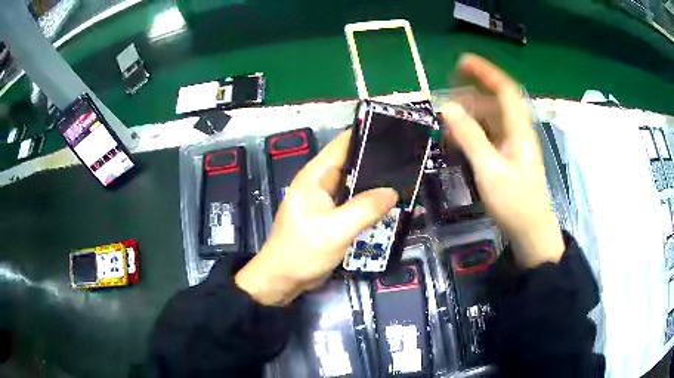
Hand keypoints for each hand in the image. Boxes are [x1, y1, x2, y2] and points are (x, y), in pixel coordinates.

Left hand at [235, 130, 397, 305]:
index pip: (343, 144)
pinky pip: (352, 201)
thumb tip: (392, 192)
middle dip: (377, 159)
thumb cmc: (302, 252)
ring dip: (374, 182)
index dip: (368, 135)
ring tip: (404, 178)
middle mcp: (319, 182)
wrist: (282, 279)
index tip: (396, 133)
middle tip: (407, 160)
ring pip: (354, 183)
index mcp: (315, 176)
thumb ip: (365, 209)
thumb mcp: (335, 230)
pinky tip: (387, 203)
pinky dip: (368, 200)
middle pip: (351, 161)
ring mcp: (325, 200)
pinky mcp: (330, 216)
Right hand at [441, 54, 563, 267]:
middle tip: (444, 102)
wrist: (531, 232)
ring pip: (489, 119)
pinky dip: (472, 134)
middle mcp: (516, 131)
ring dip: (468, 117)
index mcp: (518, 129)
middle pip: (494, 102)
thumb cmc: (515, 203)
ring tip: (446, 125)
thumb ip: (469, 136)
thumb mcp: (490, 169)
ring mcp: (512, 145)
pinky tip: (457, 143)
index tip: (461, 62)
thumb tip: (446, 107)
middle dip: (469, 96)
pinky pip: (487, 136)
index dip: (485, 72)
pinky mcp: (506, 158)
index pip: (504, 89)